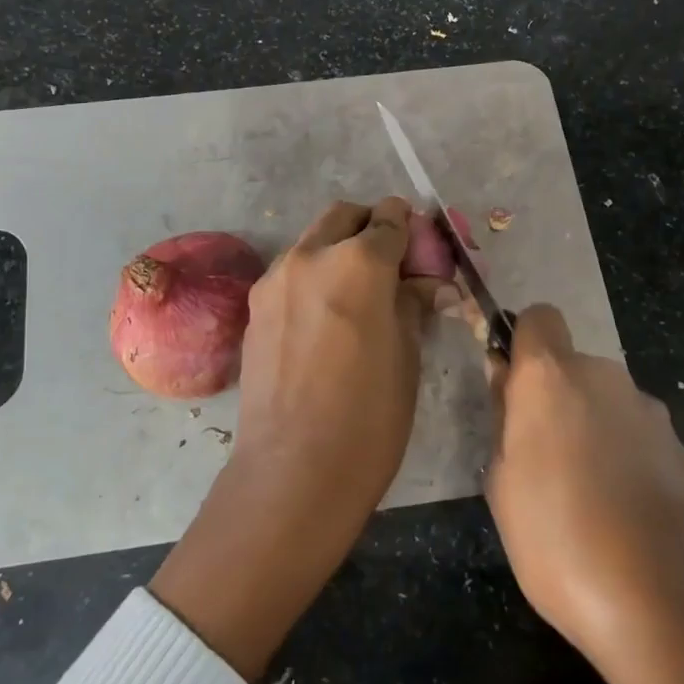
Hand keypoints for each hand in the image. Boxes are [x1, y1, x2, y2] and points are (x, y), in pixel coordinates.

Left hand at [150, 198, 442, 681]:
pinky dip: (312, 276)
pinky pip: (291, 272)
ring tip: (355, 295)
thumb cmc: (369, 415)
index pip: (390, 219)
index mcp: (359, 261)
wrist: (294, 468)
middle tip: (390, 265)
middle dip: (370, 227)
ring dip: (337, 250)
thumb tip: (429, 286)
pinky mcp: (255, 306)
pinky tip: (324, 319)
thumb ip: (413, 304)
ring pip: (313, 241)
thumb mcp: (407, 354)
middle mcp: (311, 255)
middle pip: (344, 215)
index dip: (411, 230)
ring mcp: (275, 278)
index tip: (420, 253)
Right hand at [484, 305, 683, 683]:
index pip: (538, 317)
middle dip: (554, 396)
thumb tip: (508, 383)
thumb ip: (504, 420)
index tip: (511, 385)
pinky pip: (636, 434)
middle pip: (571, 366)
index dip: (522, 342)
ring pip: (605, 401)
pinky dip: (624, 454)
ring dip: (590, 426)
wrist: (663, 607)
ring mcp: (650, 412)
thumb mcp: (501, 484)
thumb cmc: (557, 542)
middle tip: (539, 455)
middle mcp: (605, 378)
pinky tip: (622, 510)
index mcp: (552, 378)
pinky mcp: (682, 448)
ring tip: (583, 493)